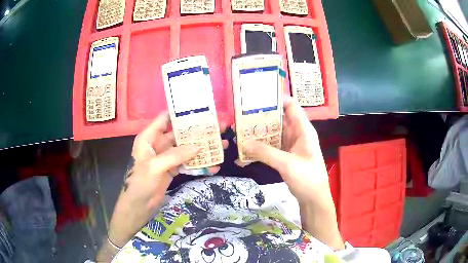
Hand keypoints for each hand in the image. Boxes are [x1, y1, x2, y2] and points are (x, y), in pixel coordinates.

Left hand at [97, 113, 227, 261]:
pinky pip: (188, 163)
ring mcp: (167, 157)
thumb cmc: (140, 183)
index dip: (181, 114)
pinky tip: (214, 166)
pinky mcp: (172, 169)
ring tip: (222, 145)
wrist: (139, 206)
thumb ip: (175, 155)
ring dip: (202, 148)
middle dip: (198, 131)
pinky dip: (199, 164)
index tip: (201, 111)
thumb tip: (198, 147)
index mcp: (149, 137)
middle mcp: (158, 144)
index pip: (165, 119)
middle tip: (218, 127)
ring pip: (186, 148)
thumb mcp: (155, 167)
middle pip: (180, 133)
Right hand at [242, 97, 344, 249]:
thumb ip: (265, 152)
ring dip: (259, 133)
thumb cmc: (307, 178)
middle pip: (279, 118)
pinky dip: (261, 148)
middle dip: (262, 117)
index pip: (291, 105)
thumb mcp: (287, 164)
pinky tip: (247, 150)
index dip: (276, 99)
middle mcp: (297, 134)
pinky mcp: (286, 156)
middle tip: (242, 116)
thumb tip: (244, 143)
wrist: (314, 199)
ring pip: (274, 133)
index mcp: (303, 129)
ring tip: (240, 131)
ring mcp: (291, 145)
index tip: (256, 99)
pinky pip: (272, 147)